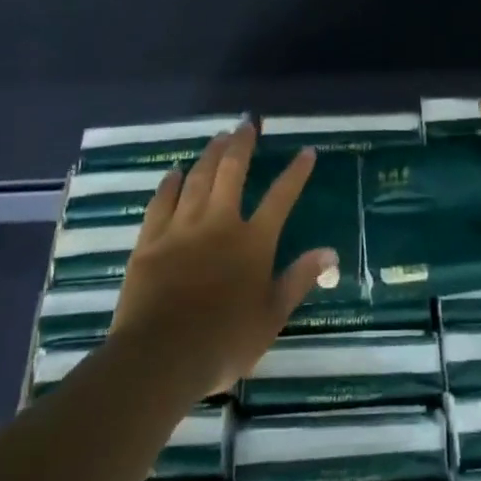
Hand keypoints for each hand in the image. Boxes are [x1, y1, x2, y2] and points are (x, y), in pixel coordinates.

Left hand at [110, 123, 336, 397]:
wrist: (160, 357)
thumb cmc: (224, 341)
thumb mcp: (272, 316)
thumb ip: (299, 279)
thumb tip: (330, 252)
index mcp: (253, 242)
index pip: (281, 197)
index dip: (296, 173)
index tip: (306, 152)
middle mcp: (219, 224)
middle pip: (232, 172)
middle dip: (242, 144)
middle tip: (247, 123)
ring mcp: (182, 229)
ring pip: (198, 179)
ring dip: (210, 155)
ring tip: (218, 137)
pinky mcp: (150, 241)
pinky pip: (161, 202)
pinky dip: (170, 184)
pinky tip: (175, 172)